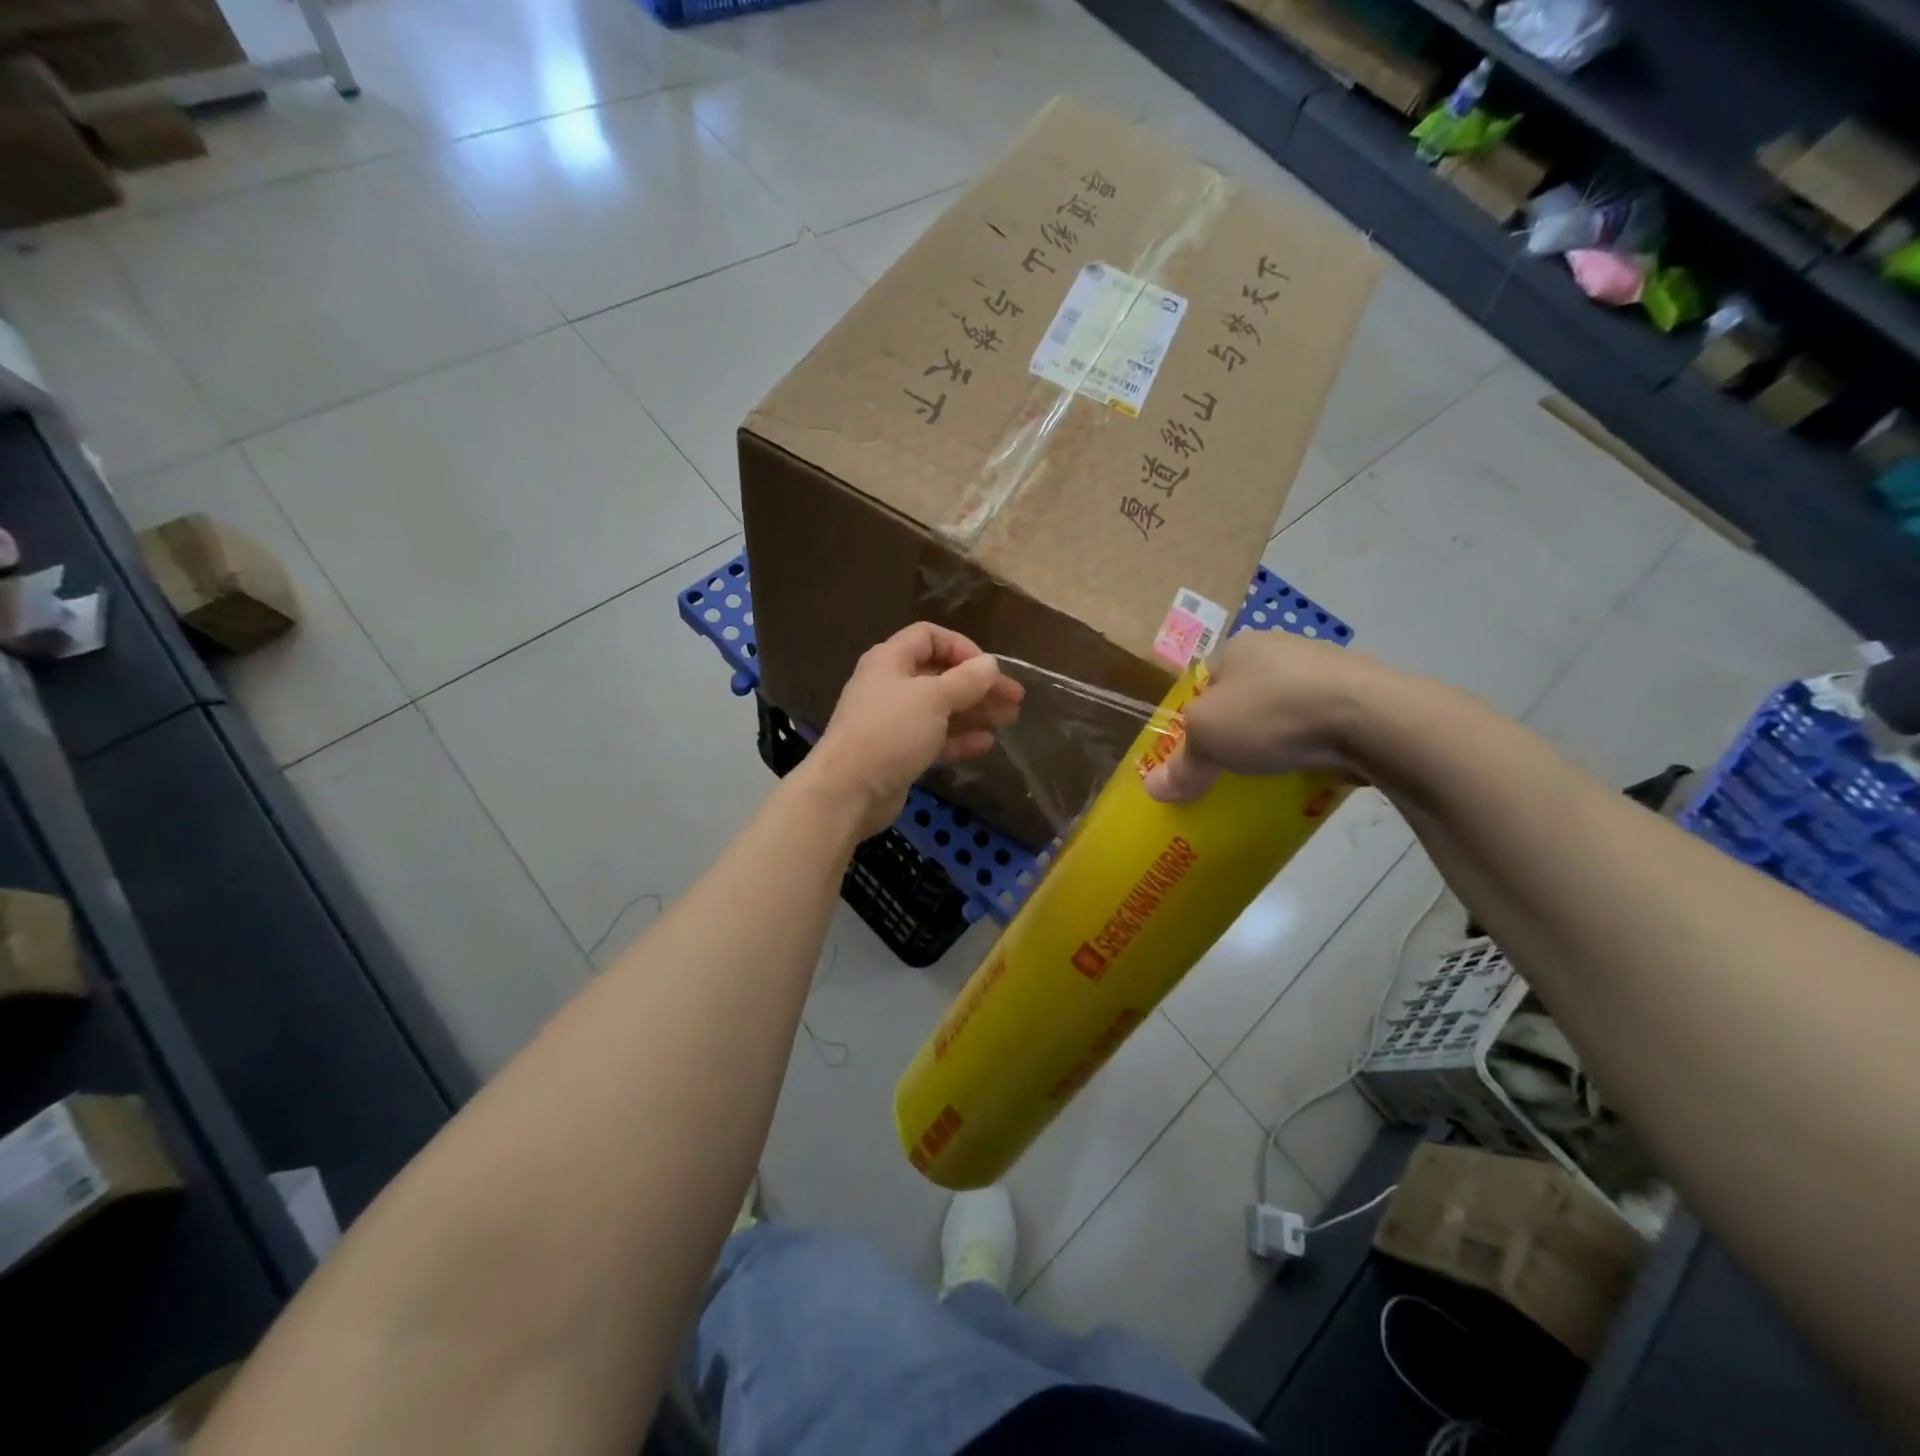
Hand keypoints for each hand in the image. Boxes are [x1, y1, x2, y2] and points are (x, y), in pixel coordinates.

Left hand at [809, 624, 1024, 837]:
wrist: (848, 790)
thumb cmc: (889, 732)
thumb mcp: (933, 699)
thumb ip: (966, 680)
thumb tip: (991, 664)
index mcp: (890, 660)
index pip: (929, 637)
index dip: (962, 647)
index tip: (990, 668)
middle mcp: (890, 685)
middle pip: (940, 675)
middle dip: (978, 685)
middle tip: (1015, 698)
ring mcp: (893, 721)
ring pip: (940, 709)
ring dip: (974, 711)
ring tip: (1010, 719)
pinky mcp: (898, 753)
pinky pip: (934, 738)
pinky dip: (959, 738)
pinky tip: (986, 743)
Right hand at [1143, 629, 1385, 802]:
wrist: (1370, 717)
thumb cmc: (1271, 713)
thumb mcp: (1208, 740)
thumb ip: (1182, 765)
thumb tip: (1154, 789)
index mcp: (1237, 647)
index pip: (1202, 680)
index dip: (1194, 715)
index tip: (1195, 750)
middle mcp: (1279, 648)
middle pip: (1243, 695)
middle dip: (1237, 729)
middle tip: (1228, 766)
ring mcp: (1324, 670)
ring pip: (1285, 709)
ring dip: (1277, 737)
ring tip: (1269, 773)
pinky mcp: (1360, 695)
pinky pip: (1321, 724)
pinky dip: (1312, 745)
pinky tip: (1308, 769)